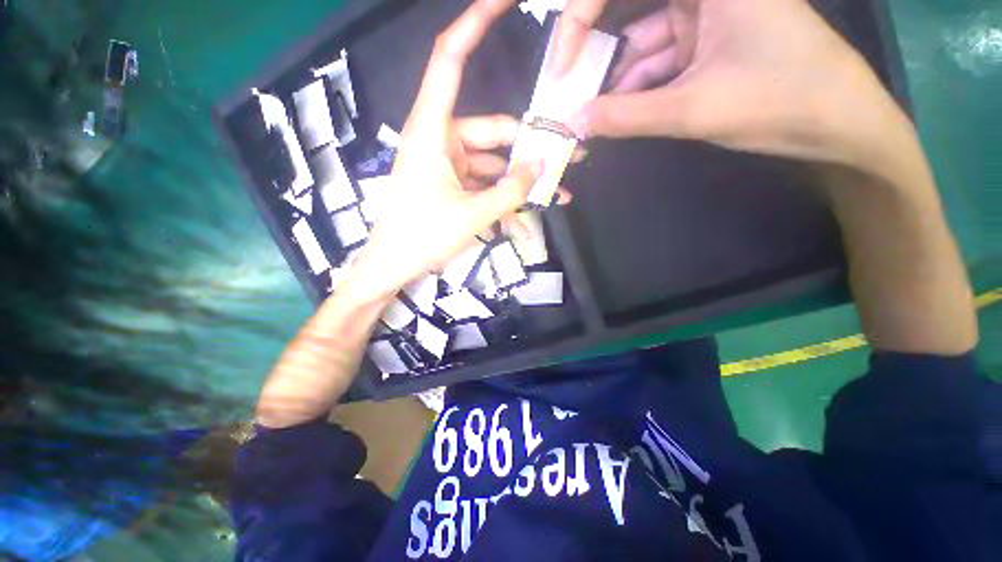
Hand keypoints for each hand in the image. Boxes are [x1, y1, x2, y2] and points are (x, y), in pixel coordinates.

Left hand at [347, 0, 541, 300]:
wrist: (393, 266)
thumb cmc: (423, 238)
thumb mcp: (473, 215)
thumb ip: (511, 190)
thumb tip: (541, 166)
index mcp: (432, 132)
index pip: (450, 60)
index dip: (475, 24)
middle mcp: (440, 140)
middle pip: (492, 132)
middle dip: (529, 148)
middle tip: (564, 160)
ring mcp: (446, 166)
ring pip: (492, 165)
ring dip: (521, 183)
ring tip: (553, 198)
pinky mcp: (451, 186)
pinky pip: (483, 185)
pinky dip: (504, 200)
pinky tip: (525, 221)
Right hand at [554, 0, 907, 168]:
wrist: (841, 127)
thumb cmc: (781, 102)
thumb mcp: (694, 110)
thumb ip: (626, 117)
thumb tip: (574, 122)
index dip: (580, 20)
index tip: (559, 66)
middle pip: (632, 14)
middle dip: (597, 56)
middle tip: (566, 90)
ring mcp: (707, 17)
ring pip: (642, 46)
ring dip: (615, 84)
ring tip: (586, 116)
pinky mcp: (709, 44)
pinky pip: (659, 64)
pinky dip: (636, 91)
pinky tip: (615, 116)